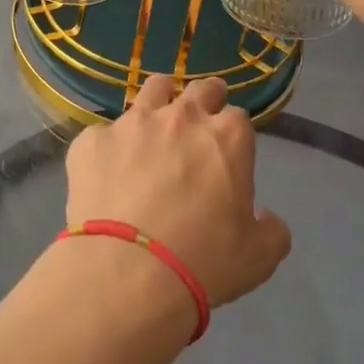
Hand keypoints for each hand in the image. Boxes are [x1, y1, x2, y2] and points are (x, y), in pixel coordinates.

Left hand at [65, 75, 289, 308]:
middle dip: (205, 98)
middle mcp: (182, 116)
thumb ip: (271, 229)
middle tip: (201, 119)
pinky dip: (110, 149)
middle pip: (200, 89)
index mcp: (228, 136)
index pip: (238, 116)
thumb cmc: (203, 262)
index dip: (233, 133)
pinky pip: (104, 135)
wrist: (126, 273)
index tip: (227, 150)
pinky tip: (107, 175)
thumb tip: (266, 217)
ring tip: (155, 125)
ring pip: (152, 90)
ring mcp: (132, 123)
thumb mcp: (259, 256)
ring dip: (160, 101)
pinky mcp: (92, 140)